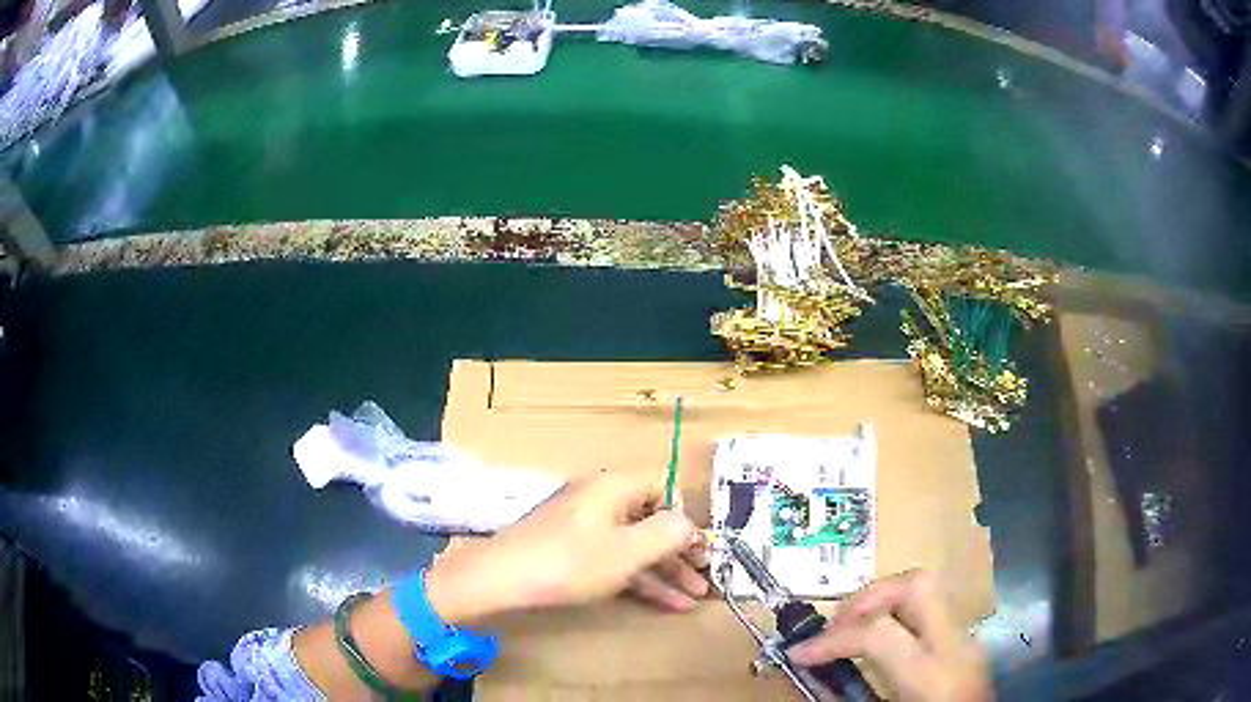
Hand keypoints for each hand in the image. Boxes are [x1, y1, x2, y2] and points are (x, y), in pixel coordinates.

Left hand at [426, 472, 708, 623]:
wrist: (502, 581)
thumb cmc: (570, 562)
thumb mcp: (628, 551)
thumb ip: (667, 534)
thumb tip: (690, 524)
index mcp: (615, 487)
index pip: (664, 488)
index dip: (685, 516)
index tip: (700, 548)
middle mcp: (603, 501)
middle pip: (653, 520)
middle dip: (682, 552)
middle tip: (706, 578)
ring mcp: (587, 528)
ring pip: (637, 545)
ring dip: (667, 571)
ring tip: (695, 598)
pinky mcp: (575, 553)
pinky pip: (618, 560)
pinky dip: (642, 579)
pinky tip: (667, 603)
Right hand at [787, 571, 990, 701]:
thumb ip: (850, 697)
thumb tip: (814, 680)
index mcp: (932, 674)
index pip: (878, 633)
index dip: (829, 640)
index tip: (797, 654)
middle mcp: (955, 645)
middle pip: (917, 585)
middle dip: (868, 595)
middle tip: (835, 624)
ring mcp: (966, 640)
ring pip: (927, 592)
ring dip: (882, 603)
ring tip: (852, 631)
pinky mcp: (966, 644)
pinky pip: (930, 613)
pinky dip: (899, 618)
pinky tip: (881, 646)